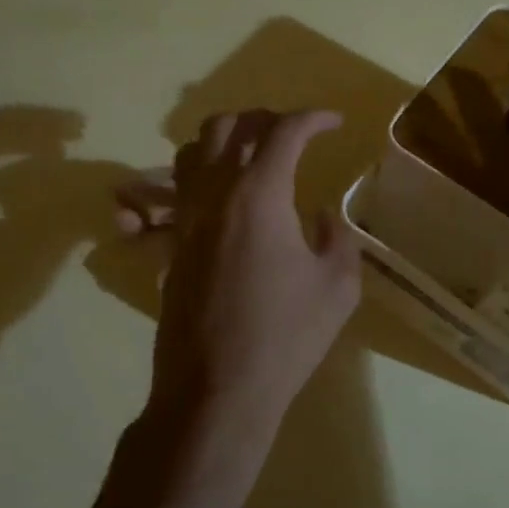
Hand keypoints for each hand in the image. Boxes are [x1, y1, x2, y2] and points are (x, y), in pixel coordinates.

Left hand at [113, 109, 360, 476]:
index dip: (312, 119)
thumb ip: (336, 238)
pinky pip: (179, 190)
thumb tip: (321, 216)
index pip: (283, 132)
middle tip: (290, 133)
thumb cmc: (285, 337)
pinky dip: (204, 176)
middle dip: (261, 118)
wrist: (216, 389)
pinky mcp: (171, 246)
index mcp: (258, 195)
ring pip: (191, 152)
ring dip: (224, 141)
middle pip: (226, 127)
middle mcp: (214, 195)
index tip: (333, 123)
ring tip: (253, 156)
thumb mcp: (337, 288)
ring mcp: (185, 220)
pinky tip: (227, 200)